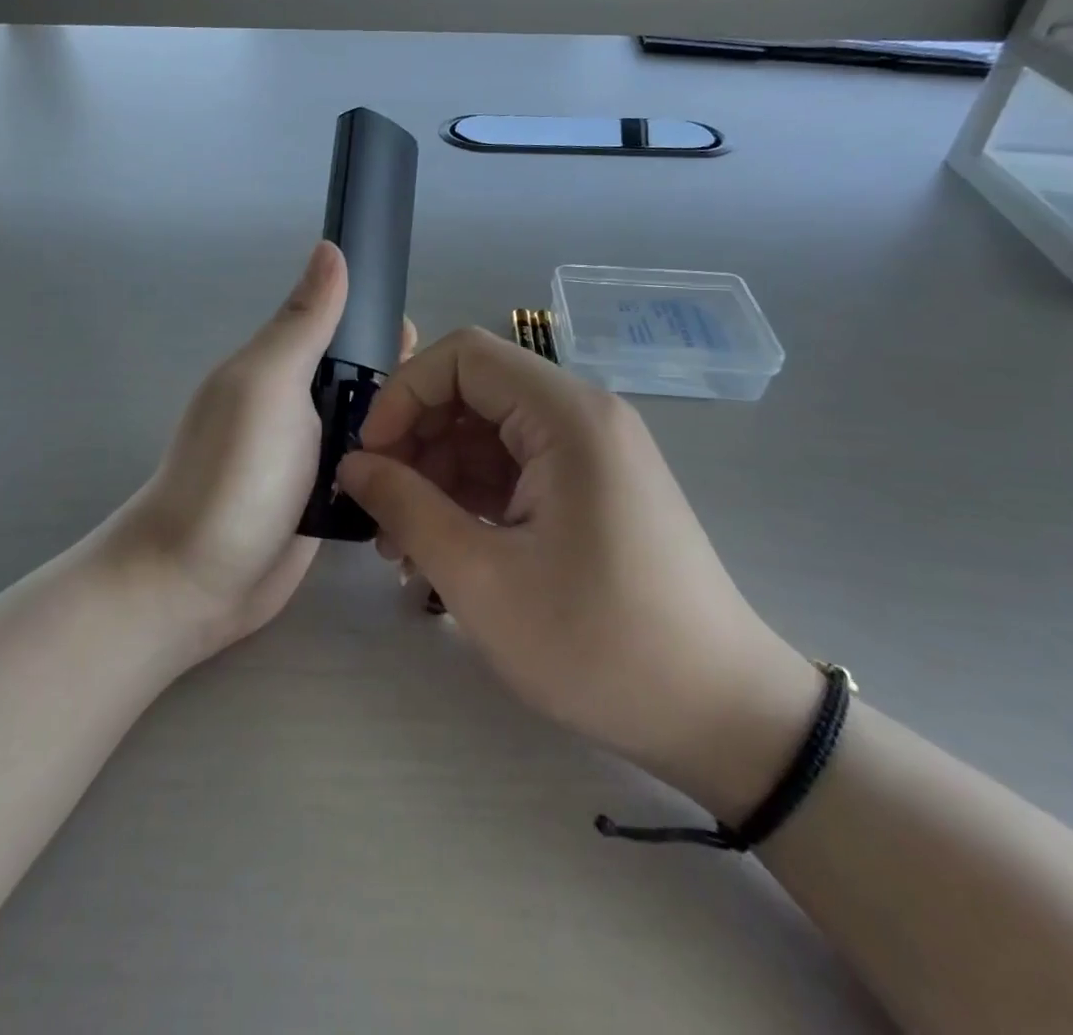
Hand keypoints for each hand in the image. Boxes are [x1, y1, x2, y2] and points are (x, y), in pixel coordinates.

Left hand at [114, 242, 413, 661]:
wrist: (198, 580)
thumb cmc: (235, 472)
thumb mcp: (269, 384)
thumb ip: (303, 323)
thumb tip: (331, 248)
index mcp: (282, 366)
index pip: (342, 324)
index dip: (382, 322)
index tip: (428, 338)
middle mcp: (299, 404)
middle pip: (364, 376)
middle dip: (406, 380)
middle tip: (452, 401)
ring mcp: (314, 456)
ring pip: (374, 424)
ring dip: (408, 425)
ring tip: (462, 436)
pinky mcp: (327, 500)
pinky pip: (371, 469)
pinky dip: (397, 466)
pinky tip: (439, 471)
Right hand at [337, 328, 822, 821]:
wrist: (720, 714)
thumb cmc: (598, 644)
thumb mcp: (481, 579)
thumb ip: (406, 507)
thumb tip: (352, 465)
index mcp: (566, 416)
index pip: (462, 357)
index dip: (403, 394)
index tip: (370, 458)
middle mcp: (582, 417)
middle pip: (473, 393)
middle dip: (414, 442)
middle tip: (379, 509)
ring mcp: (590, 454)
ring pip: (487, 435)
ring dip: (436, 477)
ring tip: (402, 548)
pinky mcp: (591, 489)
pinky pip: (514, 470)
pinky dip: (469, 498)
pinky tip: (441, 552)